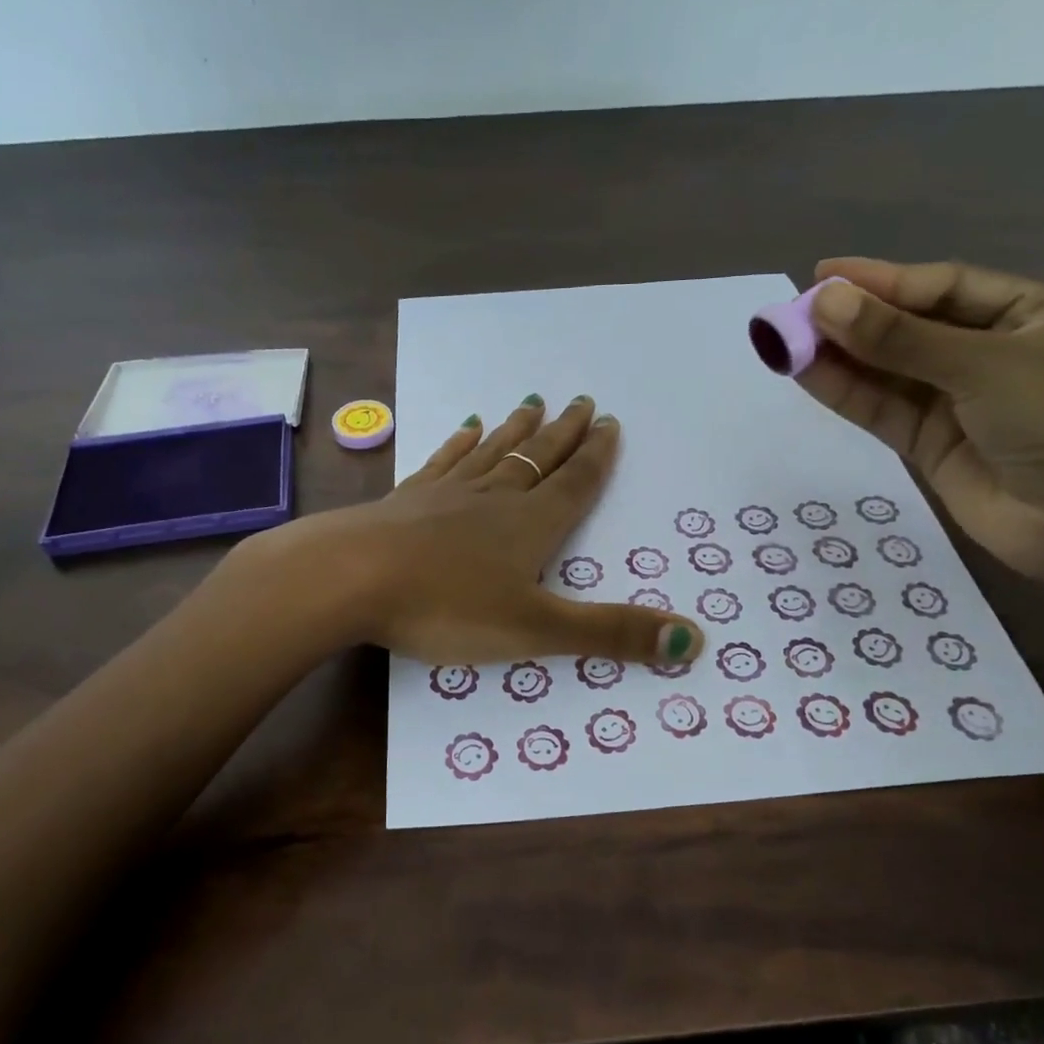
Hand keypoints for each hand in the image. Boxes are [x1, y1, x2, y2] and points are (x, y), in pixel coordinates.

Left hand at [244, 397, 705, 666]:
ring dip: (516, 431)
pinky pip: (443, 464)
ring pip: (492, 454)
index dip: (596, 457)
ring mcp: (446, 495)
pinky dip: (458, 445)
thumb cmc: (446, 606)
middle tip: (582, 402)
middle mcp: (493, 499)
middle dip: (564, 435)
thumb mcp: (537, 630)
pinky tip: (463, 429)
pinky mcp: (406, 501)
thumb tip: (694, 640)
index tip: (610, 422)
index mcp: (530, 526)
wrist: (349, 578)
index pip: (575, 484)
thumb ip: (611, 634)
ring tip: (533, 403)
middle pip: (538, 459)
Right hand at [797, 257, 1043, 586]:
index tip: (823, 276)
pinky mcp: (928, 444)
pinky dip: (845, 393)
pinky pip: (881, 409)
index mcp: (1027, 315)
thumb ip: (899, 339)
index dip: (882, 281)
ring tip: (785, 341)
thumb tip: (825, 303)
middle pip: (910, 328)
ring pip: (888, 371)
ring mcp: (956, 402)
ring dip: (840, 357)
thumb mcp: (983, 367)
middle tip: (793, 312)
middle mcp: (989, 353)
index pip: (943, 287)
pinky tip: (806, 374)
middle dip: (854, 320)